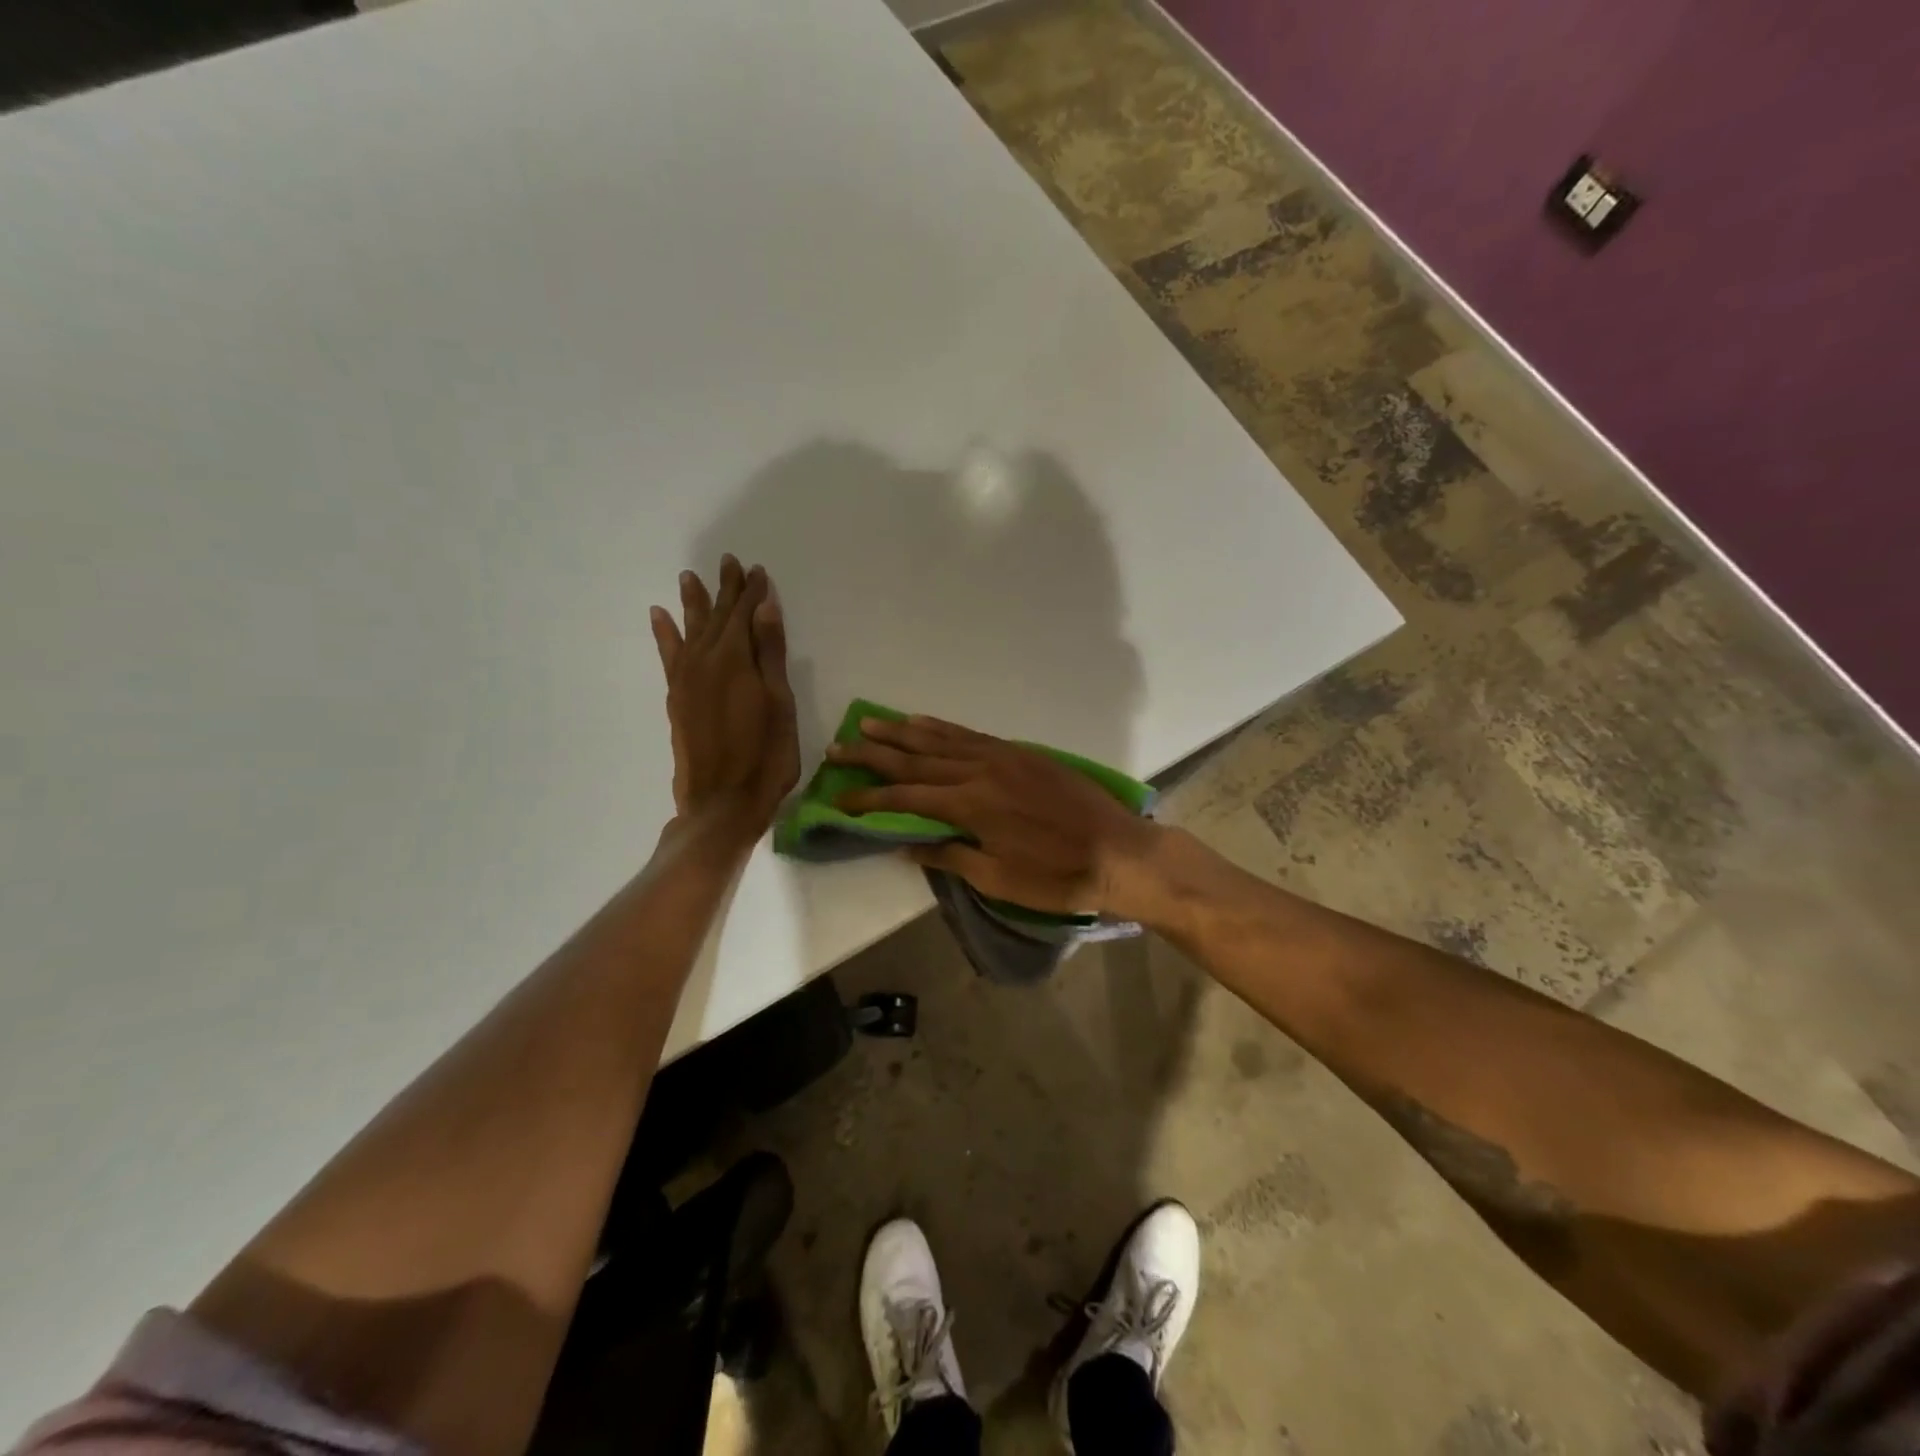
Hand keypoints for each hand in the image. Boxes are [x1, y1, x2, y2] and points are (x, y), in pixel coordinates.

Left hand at [650, 556, 798, 842]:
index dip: (752, 592)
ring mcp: (686, 680)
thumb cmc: (765, 756)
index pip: (745, 614)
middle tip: (728, 562)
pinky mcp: (676, 698)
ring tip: (688, 576)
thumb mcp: (779, 704)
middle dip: (725, 590)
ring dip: (693, 603)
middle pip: (717, 617)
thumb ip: (770, 654)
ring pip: (691, 630)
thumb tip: (764, 607)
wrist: (721, 802)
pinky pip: (668, 655)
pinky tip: (660, 617)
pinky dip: (665, 634)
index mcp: (736, 660)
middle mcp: (705, 661)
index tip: (756, 570)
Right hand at [826, 716, 1161, 915]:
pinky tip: (923, 723)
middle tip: (838, 747)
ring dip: (901, 732)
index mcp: (970, 804)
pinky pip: (970, 735)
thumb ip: (951, 856)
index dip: (869, 798)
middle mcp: (979, 770)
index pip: (905, 797)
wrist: (1119, 852)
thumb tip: (908, 845)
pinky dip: (942, 728)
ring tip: (869, 723)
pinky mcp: (1020, 753)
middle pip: (915, 758)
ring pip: (940, 739)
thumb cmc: (1057, 876)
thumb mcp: (999, 878)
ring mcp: (1001, 756)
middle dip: (873, 754)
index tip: (838, 798)